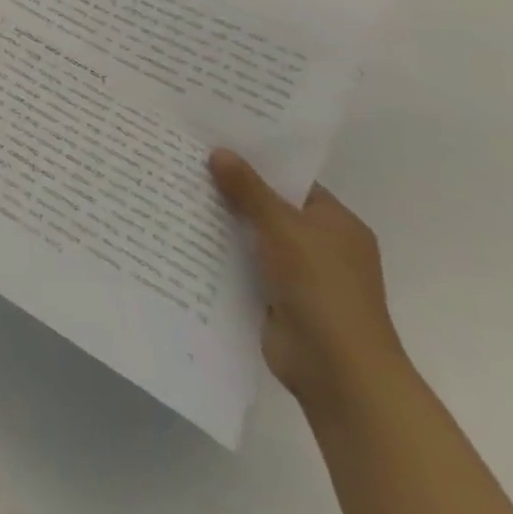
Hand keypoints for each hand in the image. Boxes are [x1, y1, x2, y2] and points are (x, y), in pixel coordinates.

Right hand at [209, 149, 407, 413]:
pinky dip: (220, 255)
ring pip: (253, 238)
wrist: (337, 370)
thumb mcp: (282, 227)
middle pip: (269, 208)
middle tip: (186, 163)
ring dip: (222, 223)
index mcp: (336, 223)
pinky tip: (183, 236)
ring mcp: (299, 275)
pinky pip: (243, 266)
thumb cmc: (321, 287)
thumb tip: (219, 151)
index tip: (215, 142)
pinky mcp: (276, 299)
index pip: (292, 181)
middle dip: (232, 191)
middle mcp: (321, 246)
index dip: (257, 162)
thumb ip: (249, 189)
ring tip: (175, 192)